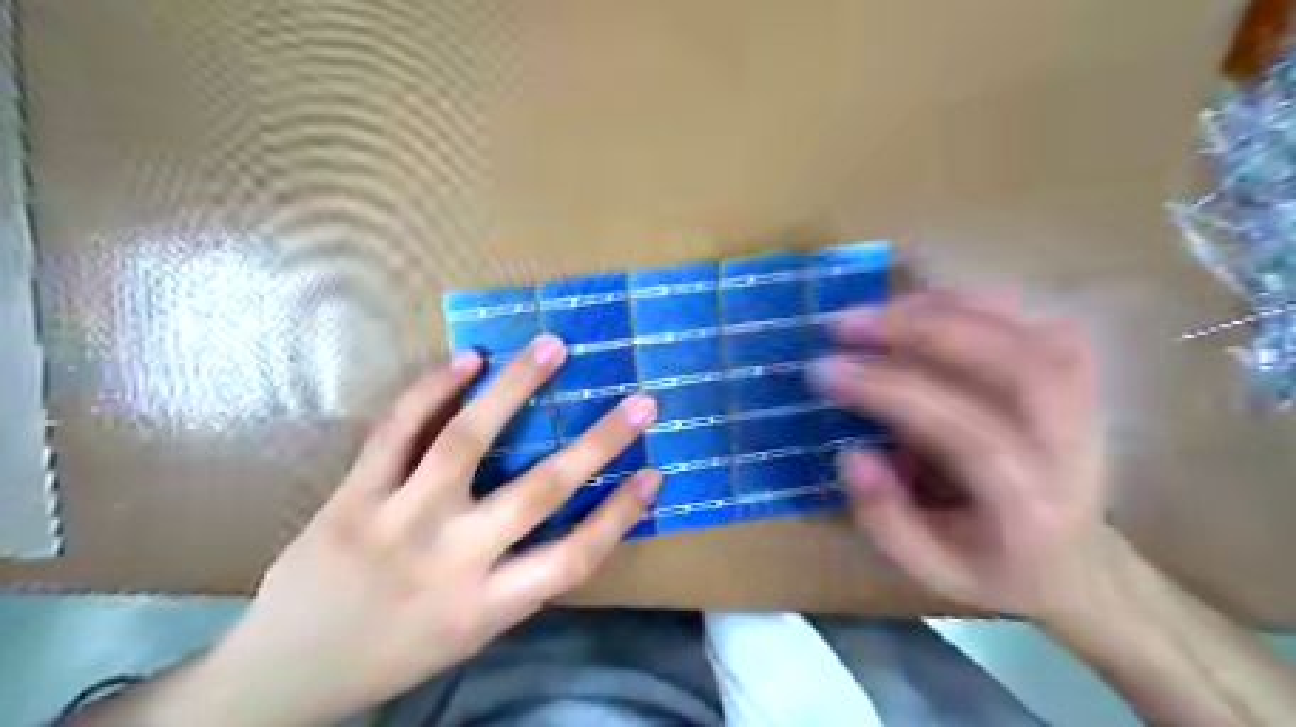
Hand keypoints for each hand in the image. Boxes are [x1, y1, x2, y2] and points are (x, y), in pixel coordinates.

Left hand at [213, 336, 661, 726]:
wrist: (283, 675)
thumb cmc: (394, 654)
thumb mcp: (470, 634)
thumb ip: (516, 579)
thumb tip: (563, 518)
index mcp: (486, 606)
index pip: (573, 557)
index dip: (620, 514)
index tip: (654, 472)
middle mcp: (451, 559)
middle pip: (539, 491)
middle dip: (598, 442)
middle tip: (639, 402)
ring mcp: (399, 520)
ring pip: (467, 441)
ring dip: (516, 388)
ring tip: (552, 348)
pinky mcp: (354, 495)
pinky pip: (398, 431)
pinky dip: (434, 389)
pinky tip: (469, 359)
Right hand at [808, 291, 1103, 618]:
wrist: (1080, 565)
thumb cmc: (994, 568)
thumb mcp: (929, 570)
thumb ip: (886, 519)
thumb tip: (853, 453)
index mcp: (1028, 503)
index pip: (962, 429)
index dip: (887, 390)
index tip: (824, 370)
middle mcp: (1070, 444)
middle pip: (1011, 363)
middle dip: (919, 330)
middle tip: (845, 323)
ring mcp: (1085, 401)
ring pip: (1026, 329)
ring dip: (944, 307)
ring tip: (877, 310)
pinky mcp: (1079, 376)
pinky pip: (1031, 317)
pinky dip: (974, 301)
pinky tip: (924, 302)